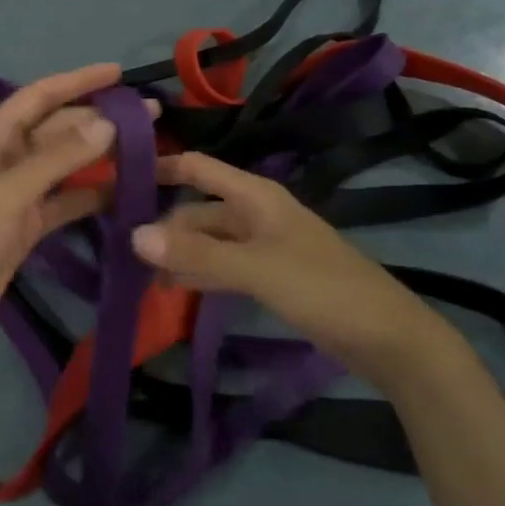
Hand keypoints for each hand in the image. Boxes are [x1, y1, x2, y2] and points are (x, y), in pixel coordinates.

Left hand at [0, 64, 128, 368]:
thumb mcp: (8, 193)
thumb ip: (58, 157)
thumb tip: (106, 123)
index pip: (39, 96)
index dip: (78, 80)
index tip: (119, 72)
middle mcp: (4, 157)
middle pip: (57, 128)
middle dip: (99, 118)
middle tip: (150, 115)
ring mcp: (16, 192)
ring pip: (65, 163)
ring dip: (100, 154)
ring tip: (148, 148)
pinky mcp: (26, 224)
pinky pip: (65, 199)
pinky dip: (92, 194)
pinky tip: (126, 191)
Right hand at [131, 152, 453, 388]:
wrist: (388, 339)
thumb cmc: (323, 289)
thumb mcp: (256, 269)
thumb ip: (197, 255)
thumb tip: (134, 236)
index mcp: (254, 196)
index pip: (196, 167)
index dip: (159, 166)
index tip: (115, 177)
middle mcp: (254, 212)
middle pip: (197, 208)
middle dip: (162, 224)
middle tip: (117, 247)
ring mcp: (262, 244)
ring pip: (208, 239)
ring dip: (178, 252)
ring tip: (138, 273)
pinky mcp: (269, 274)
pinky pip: (222, 264)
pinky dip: (198, 272)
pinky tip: (174, 288)